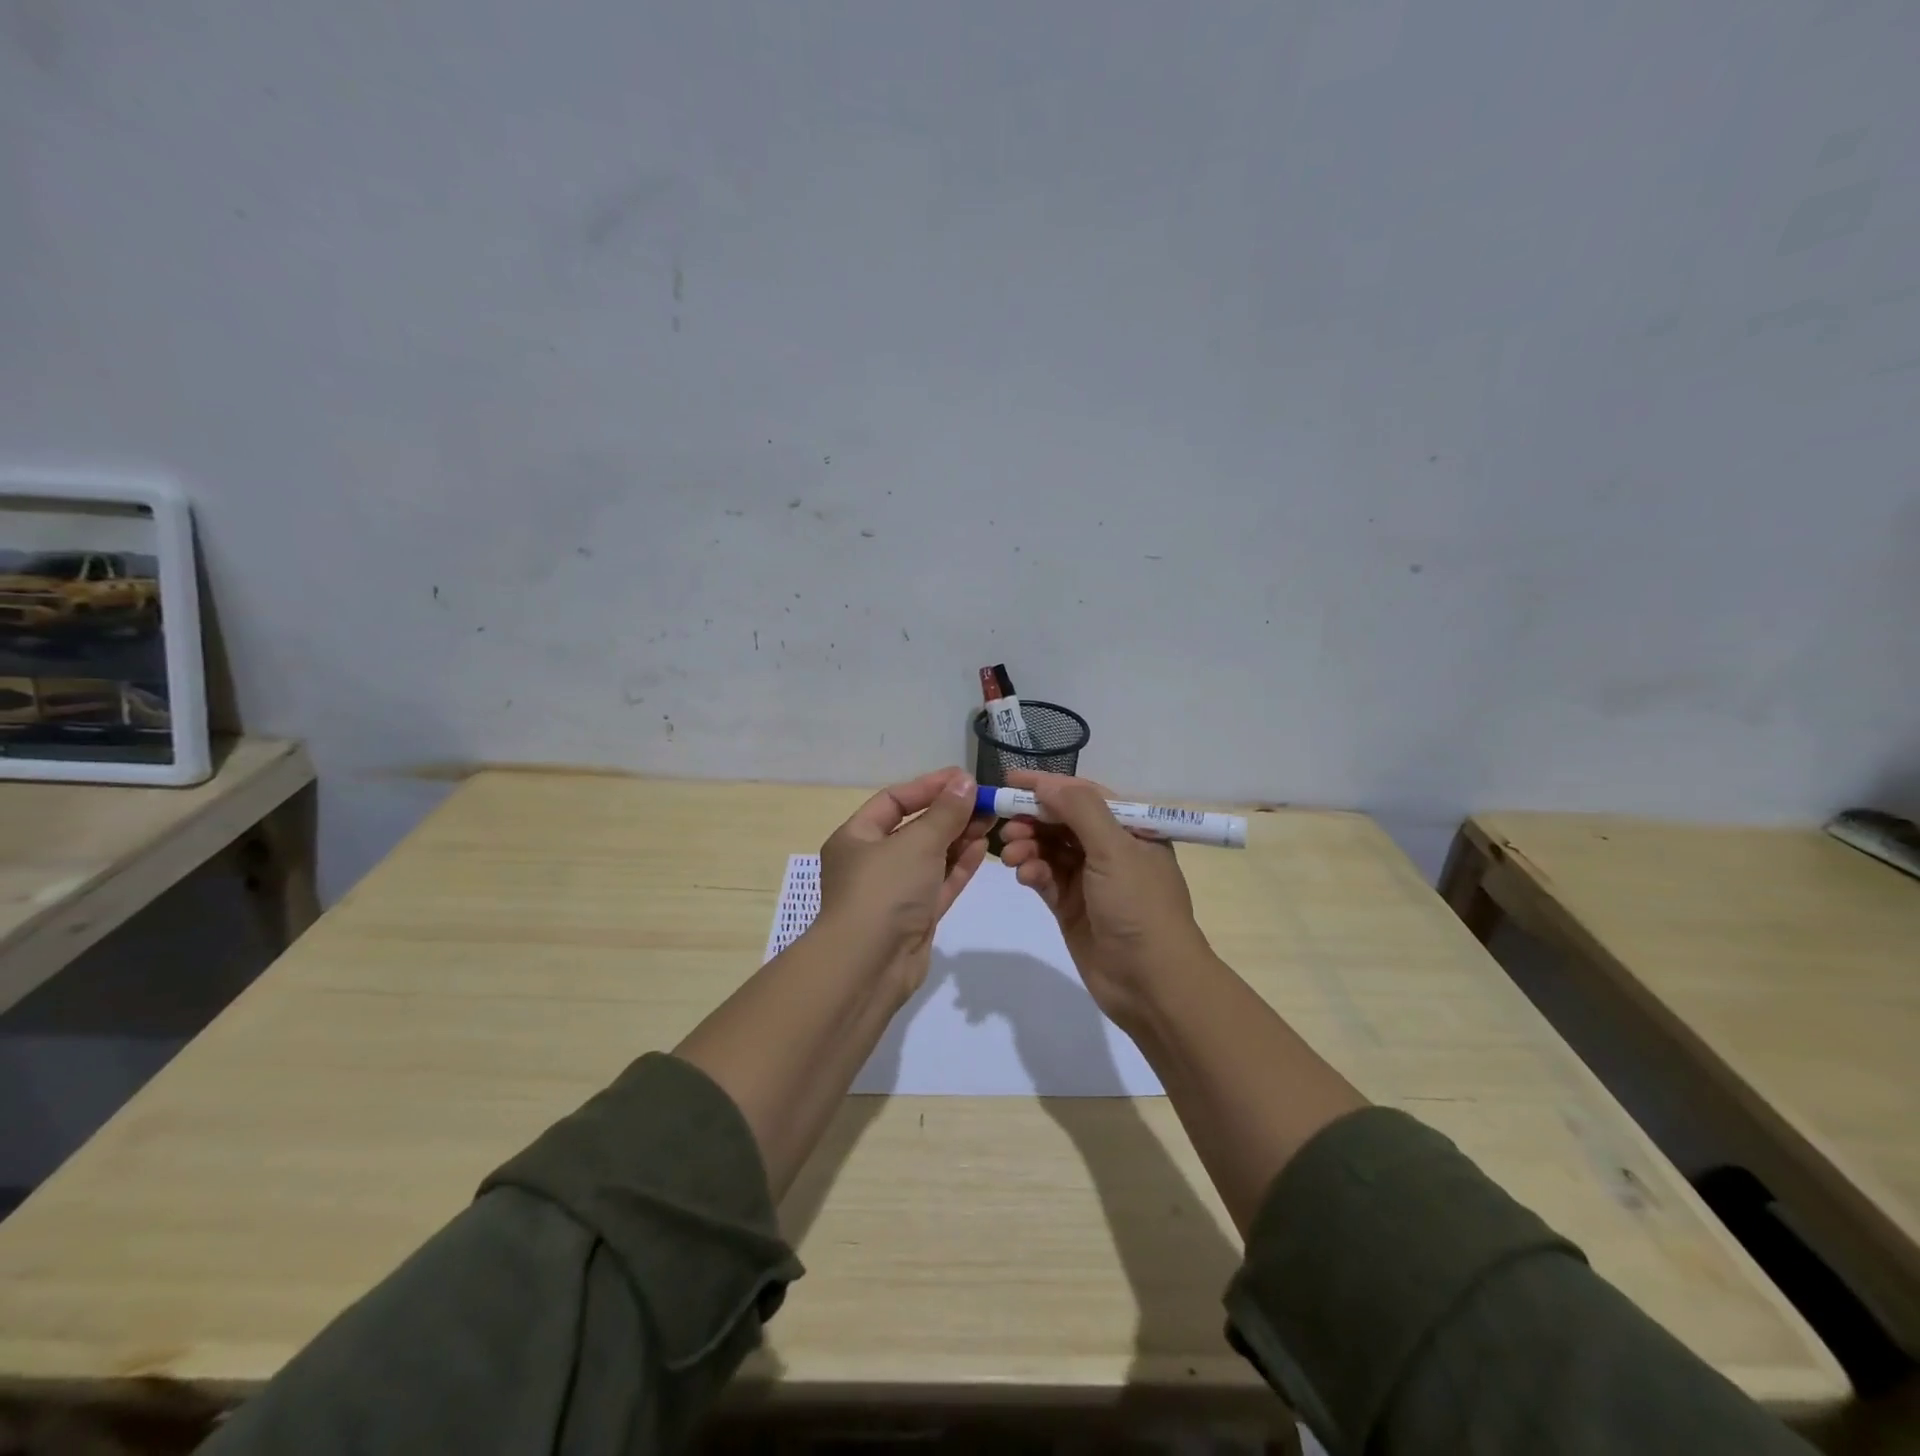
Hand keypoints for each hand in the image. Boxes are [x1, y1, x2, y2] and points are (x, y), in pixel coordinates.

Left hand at [815, 767, 989, 999]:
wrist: (869, 966)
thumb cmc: (884, 890)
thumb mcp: (917, 842)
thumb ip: (945, 812)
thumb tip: (965, 781)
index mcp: (856, 837)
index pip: (894, 800)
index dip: (929, 786)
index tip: (964, 779)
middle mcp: (872, 861)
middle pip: (915, 828)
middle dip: (950, 814)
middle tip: (986, 801)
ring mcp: (894, 891)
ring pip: (931, 857)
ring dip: (959, 838)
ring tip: (991, 821)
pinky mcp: (914, 917)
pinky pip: (939, 883)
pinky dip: (958, 866)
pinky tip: (982, 848)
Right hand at [997, 770, 1211, 1027]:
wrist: (1151, 982)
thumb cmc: (1139, 906)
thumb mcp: (1115, 849)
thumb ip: (1079, 809)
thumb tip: (1044, 783)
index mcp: (1131, 829)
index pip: (1084, 795)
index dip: (1048, 786)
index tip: (1009, 780)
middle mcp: (1111, 849)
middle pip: (1062, 821)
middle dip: (1033, 818)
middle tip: (1006, 823)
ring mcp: (1090, 879)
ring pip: (1050, 849)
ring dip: (1029, 845)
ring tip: (1013, 854)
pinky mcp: (1072, 906)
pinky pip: (1046, 878)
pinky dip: (1032, 871)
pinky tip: (1024, 875)